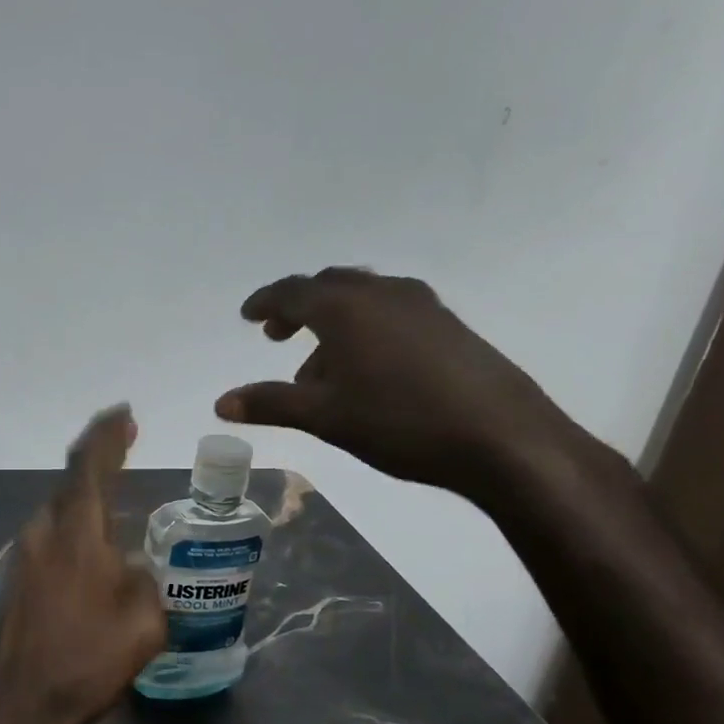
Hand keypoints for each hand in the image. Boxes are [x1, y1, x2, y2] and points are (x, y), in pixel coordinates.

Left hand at [0, 405, 165, 723]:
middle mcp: (43, 532)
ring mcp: (23, 555)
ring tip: (113, 497)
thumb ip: (146, 583)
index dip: (108, 434)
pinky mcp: (15, 580)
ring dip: (84, 496)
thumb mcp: (144, 624)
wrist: (18, 706)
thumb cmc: (86, 661)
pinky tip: (90, 550)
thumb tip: (132, 571)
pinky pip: (50, 537)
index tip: (124, 413)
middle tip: (124, 446)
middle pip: (70, 482)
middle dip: (98, 459)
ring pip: (58, 510)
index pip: (90, 464)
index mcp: (76, 532)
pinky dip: (73, 527)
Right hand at [214, 268, 585, 499]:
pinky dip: (366, 331)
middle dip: (299, 308)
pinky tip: (368, 372)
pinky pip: (392, 315)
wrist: (502, 437)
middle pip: (330, 286)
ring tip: (320, 369)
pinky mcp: (450, 326)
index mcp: (347, 307)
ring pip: (364, 301)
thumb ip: (271, 403)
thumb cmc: (400, 422)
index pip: (293, 291)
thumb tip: (221, 402)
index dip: (265, 302)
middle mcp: (383, 294)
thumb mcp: (325, 416)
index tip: (248, 316)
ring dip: (333, 324)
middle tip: (278, 335)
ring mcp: (423, 306)